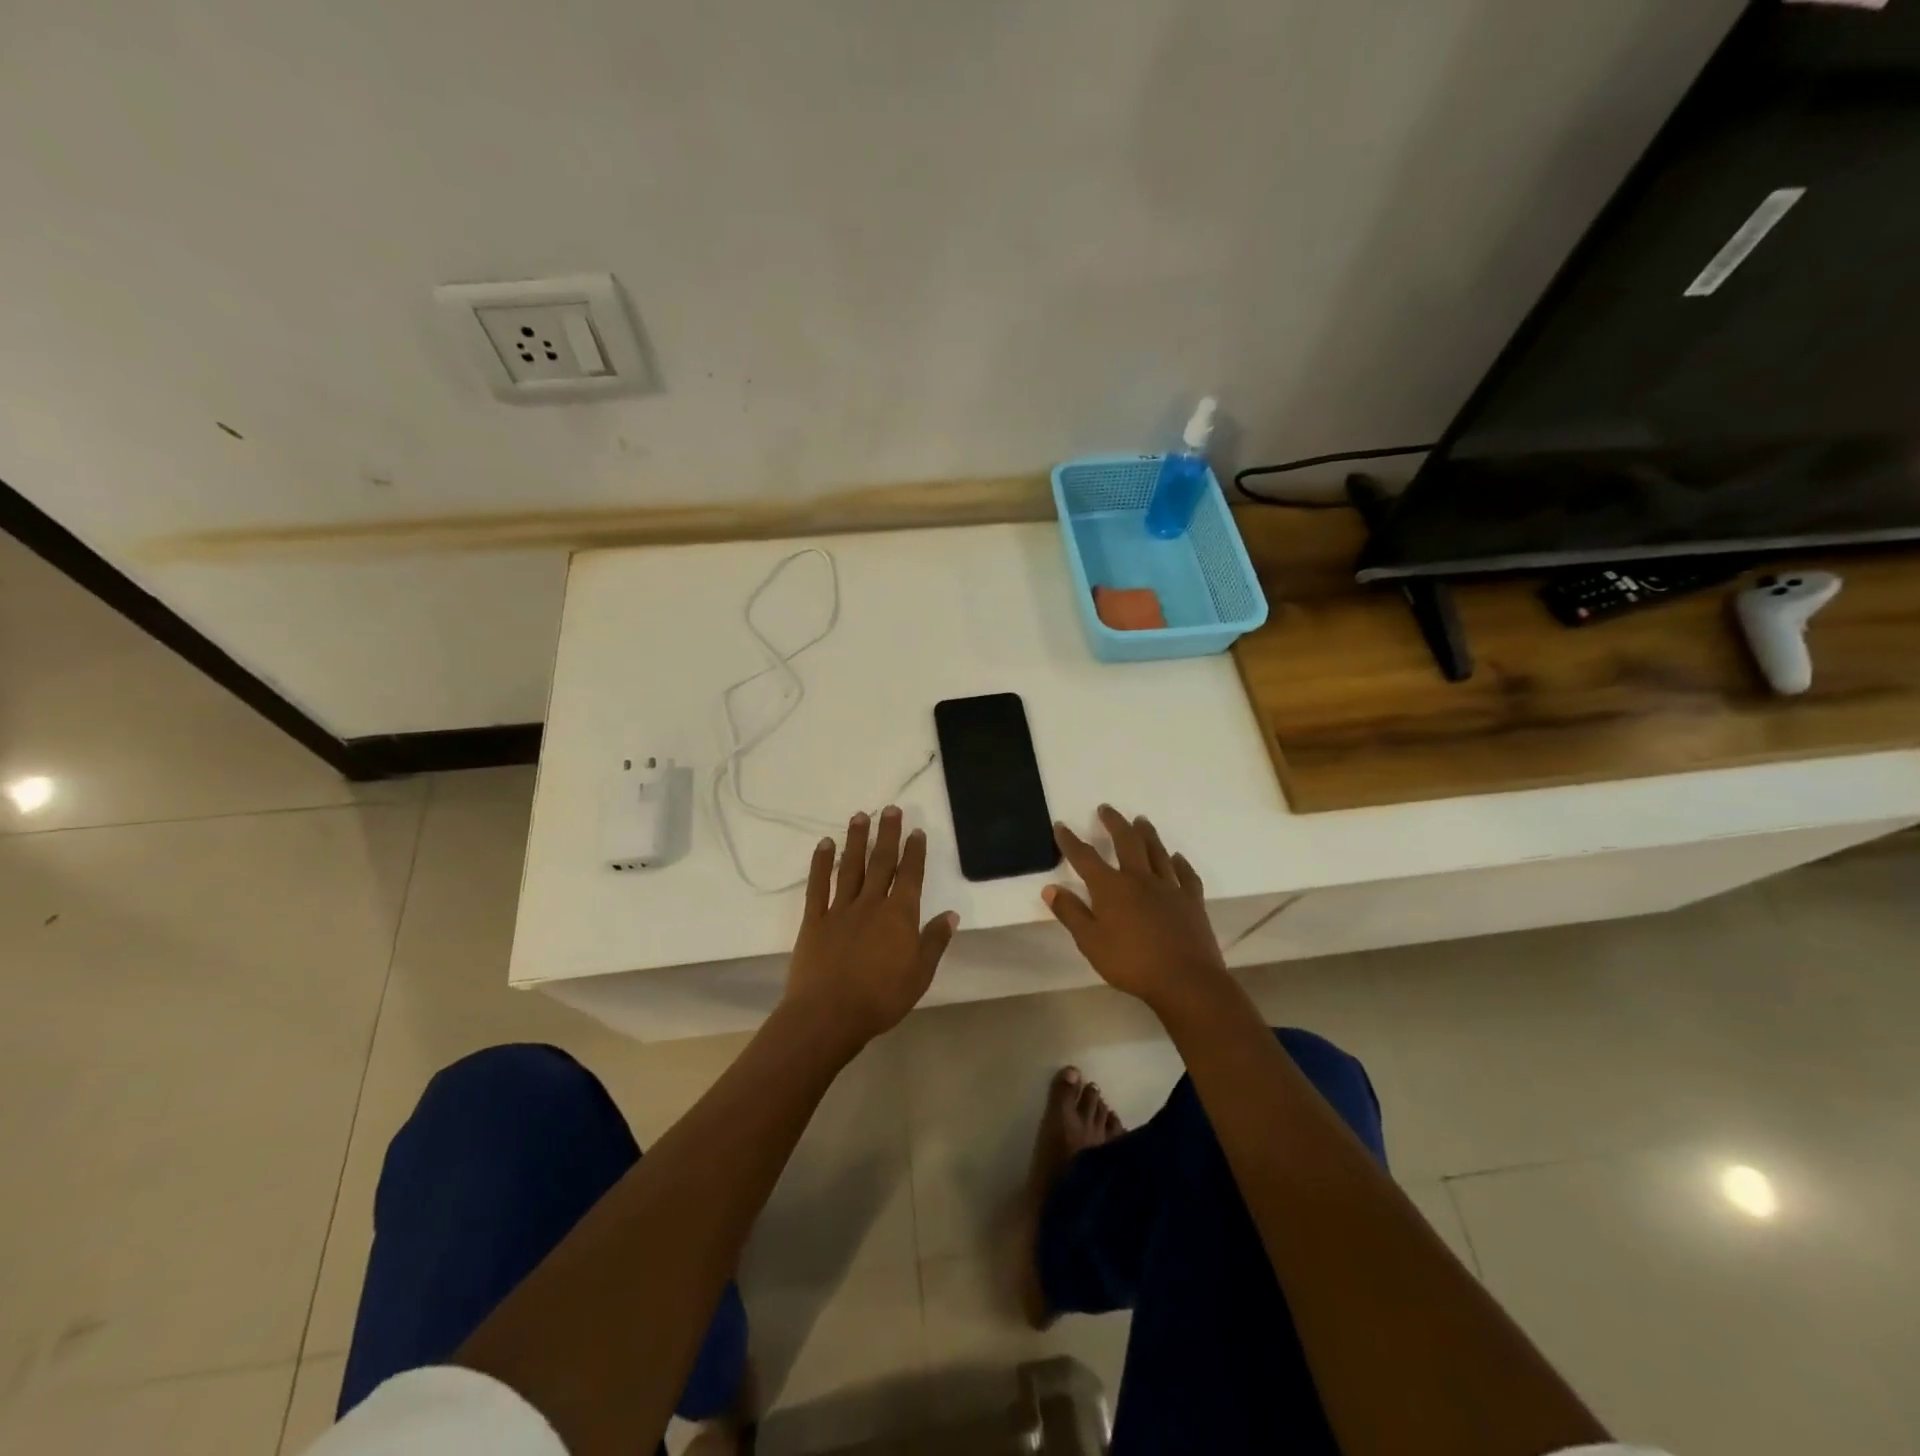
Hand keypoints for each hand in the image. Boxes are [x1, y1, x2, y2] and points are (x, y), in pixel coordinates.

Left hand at [783, 806, 957, 1052]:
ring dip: (856, 840)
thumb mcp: (920, 975)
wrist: (828, 1015)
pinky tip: (824, 844)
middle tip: (890, 809)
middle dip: (887, 834)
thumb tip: (951, 914)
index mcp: (899, 916)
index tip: (916, 830)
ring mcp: (840, 909)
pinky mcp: (814, 920)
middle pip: (881, 862)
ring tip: (860, 816)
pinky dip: (821, 863)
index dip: (914, 852)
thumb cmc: (880, 999)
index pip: (910, 876)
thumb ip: (934, 942)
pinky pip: (818, 886)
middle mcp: (871, 903)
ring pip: (850, 867)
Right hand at [1043, 805, 1228, 1013]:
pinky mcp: (1191, 901)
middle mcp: (1140, 879)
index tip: (1061, 825)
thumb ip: (1071, 913)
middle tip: (1106, 808)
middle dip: (1114, 823)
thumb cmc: (1131, 963)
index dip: (1070, 841)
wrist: (1185, 980)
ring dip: (1147, 833)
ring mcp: (1169, 887)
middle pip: (1127, 842)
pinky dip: (1180, 863)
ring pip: (1157, 852)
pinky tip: (1177, 857)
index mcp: (1111, 888)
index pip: (1085, 857)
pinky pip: (1185, 874)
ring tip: (1141, 820)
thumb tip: (1051, 888)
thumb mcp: (1090, 942)